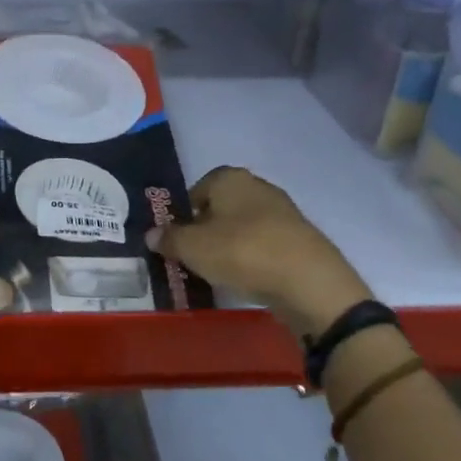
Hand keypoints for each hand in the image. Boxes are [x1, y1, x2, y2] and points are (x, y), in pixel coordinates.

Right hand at [145, 167, 373, 334]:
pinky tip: (247, 278)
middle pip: (222, 207)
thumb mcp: (192, 248)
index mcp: (230, 178)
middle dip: (207, 229)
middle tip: (194, 256)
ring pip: (244, 227)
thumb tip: (151, 234)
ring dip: (230, 245)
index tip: (178, 239)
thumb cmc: (241, 252)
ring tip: (219, 272)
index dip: (184, 213)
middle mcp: (258, 187)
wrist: (308, 281)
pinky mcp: (301, 239)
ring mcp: (284, 213)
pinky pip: (265, 245)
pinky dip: (253, 259)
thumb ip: (168, 239)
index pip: (198, 188)